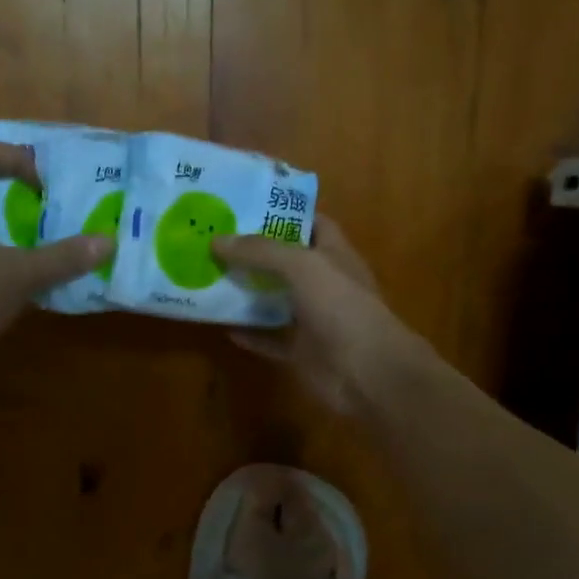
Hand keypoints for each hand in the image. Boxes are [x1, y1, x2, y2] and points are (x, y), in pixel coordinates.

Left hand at [0, 143, 111, 359]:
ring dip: (18, 233)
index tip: (44, 188)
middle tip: (59, 215)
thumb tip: (108, 241)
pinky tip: (32, 283)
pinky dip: (8, 262)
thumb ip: (63, 258)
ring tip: (53, 247)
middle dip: (23, 199)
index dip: (16, 159)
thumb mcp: (19, 276)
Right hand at [211, 216, 416, 412]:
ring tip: (211, 276)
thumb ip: (261, 251)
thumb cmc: (342, 307)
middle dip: (255, 251)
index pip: (312, 223)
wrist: (367, 372)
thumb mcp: (302, 266)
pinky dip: (250, 334)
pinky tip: (223, 325)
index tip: (246, 206)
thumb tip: (217, 239)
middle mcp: (325, 283)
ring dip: (248, 292)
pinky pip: (271, 339)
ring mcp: (314, 320)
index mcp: (334, 255)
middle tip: (216, 239)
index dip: (284, 213)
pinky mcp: (302, 352)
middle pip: (287, 261)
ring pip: (276, 300)